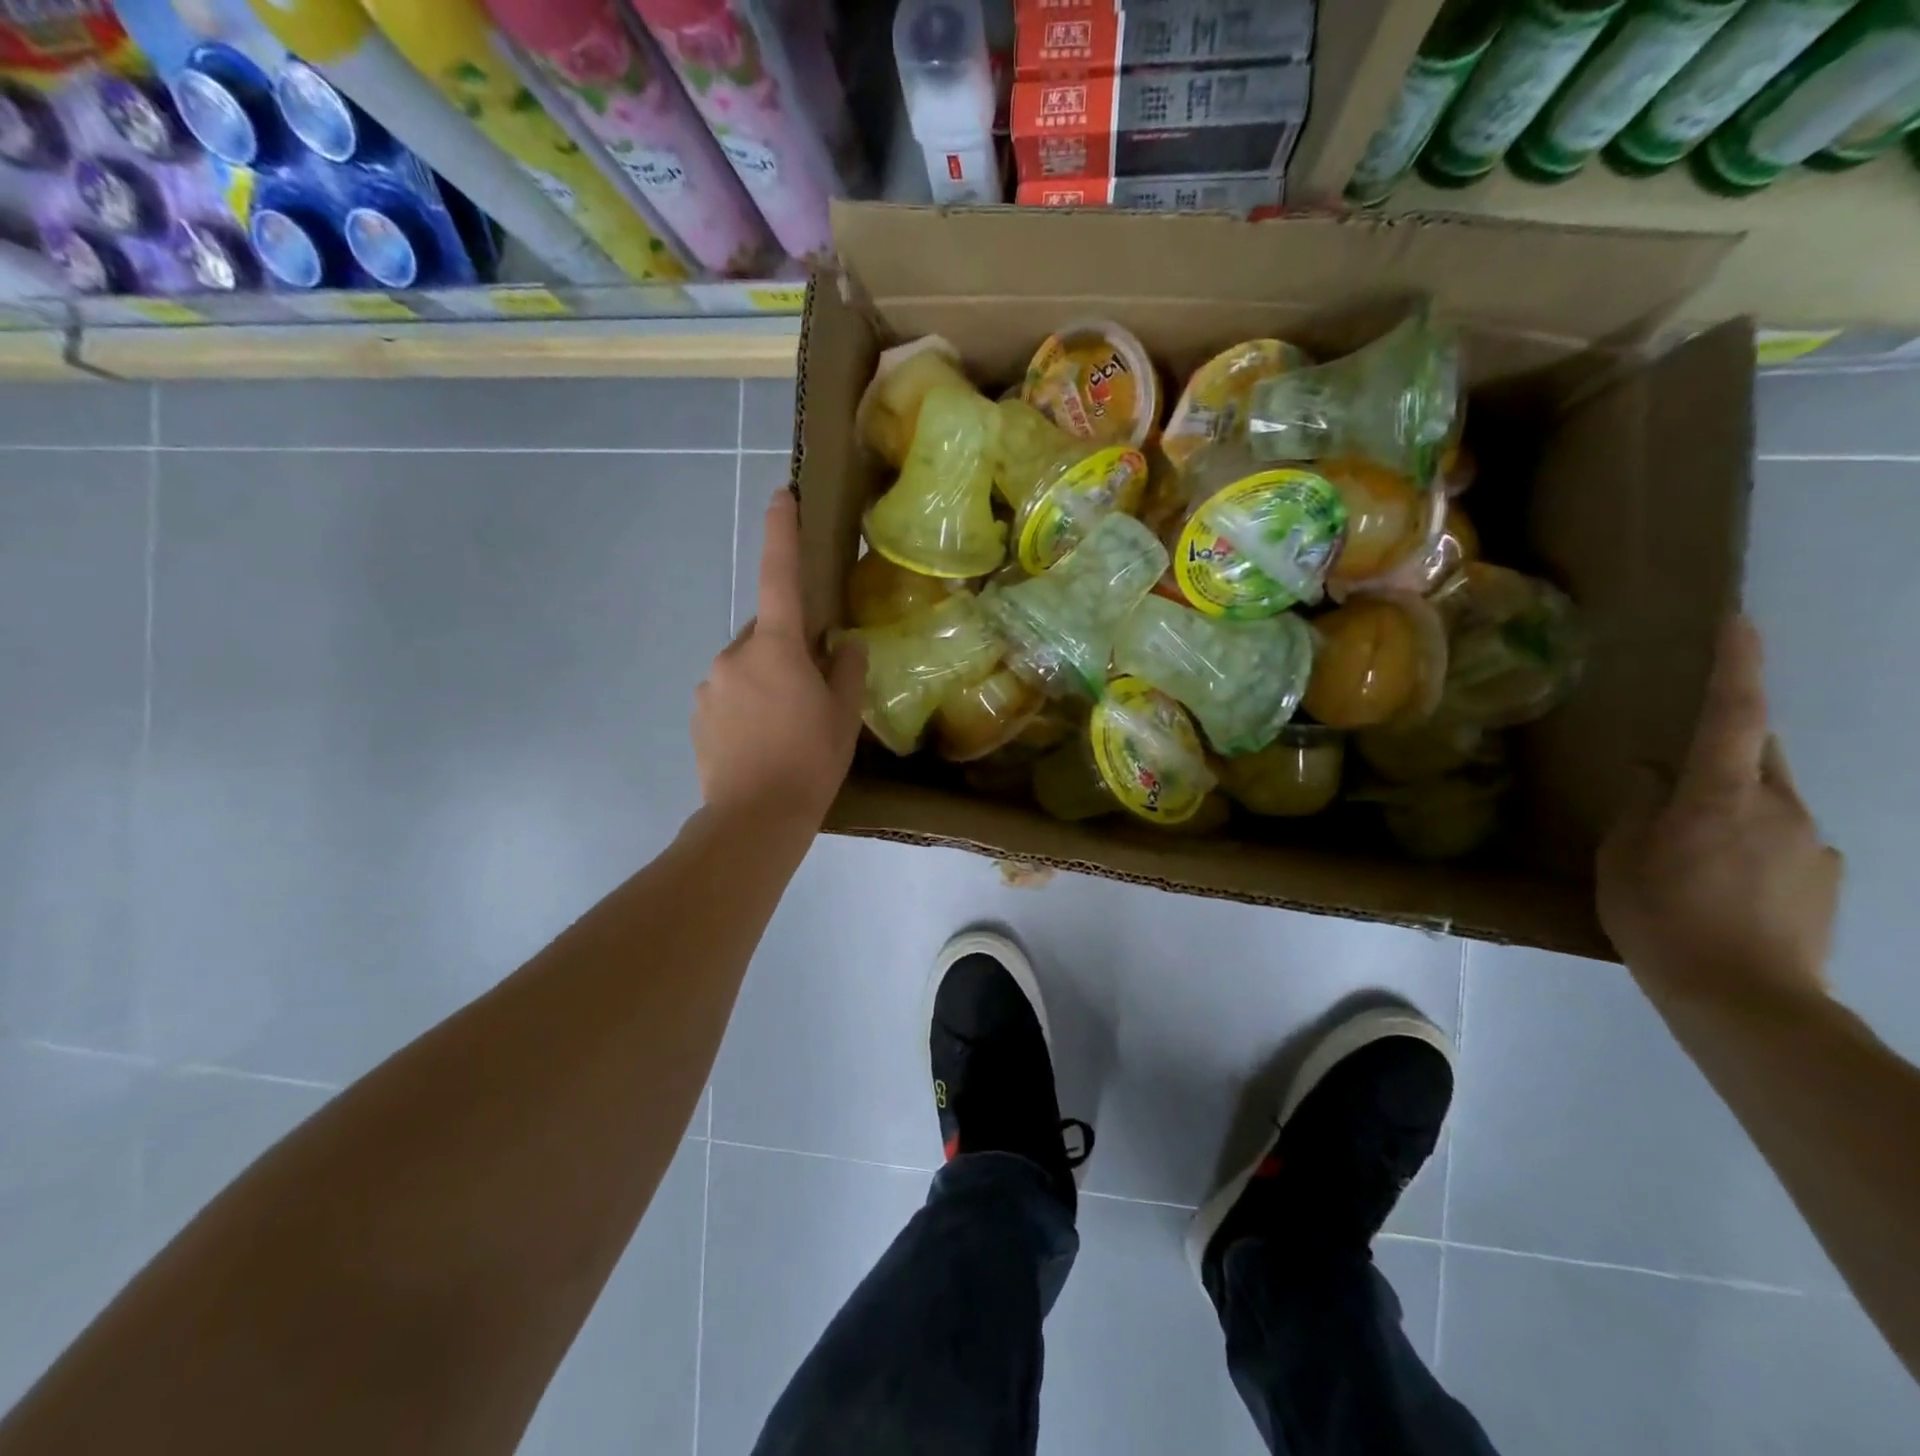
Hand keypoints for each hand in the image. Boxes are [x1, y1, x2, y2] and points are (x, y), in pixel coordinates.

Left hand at [692, 490, 864, 824]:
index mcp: (776, 648)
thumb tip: (845, 643)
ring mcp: (711, 683)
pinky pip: (729, 692)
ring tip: (785, 727)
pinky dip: (747, 704)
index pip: (779, 576)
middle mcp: (736, 654)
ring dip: (766, 680)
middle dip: (787, 649)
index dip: (781, 533)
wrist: (754, 819)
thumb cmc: (809, 762)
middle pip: (766, 632)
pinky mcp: (698, 713)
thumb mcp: (843, 716)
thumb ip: (846, 670)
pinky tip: (761, 740)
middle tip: (811, 691)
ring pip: (747, 665)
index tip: (781, 495)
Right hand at [1597, 616, 1841, 1007]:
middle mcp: (1781, 808)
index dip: (1736, 666)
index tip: (1740, 622)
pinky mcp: (1826, 880)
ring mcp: (1812, 844)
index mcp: (1722, 796)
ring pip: (1768, 801)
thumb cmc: (1660, 917)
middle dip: (1725, 749)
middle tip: (1678, 775)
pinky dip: (1750, 847)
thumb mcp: (1622, 859)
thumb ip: (1638, 807)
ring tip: (1688, 854)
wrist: (1744, 1000)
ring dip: (1730, 808)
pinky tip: (1722, 887)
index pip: (1733, 715)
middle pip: (1758, 755)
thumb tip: (1652, 772)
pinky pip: (1783, 842)